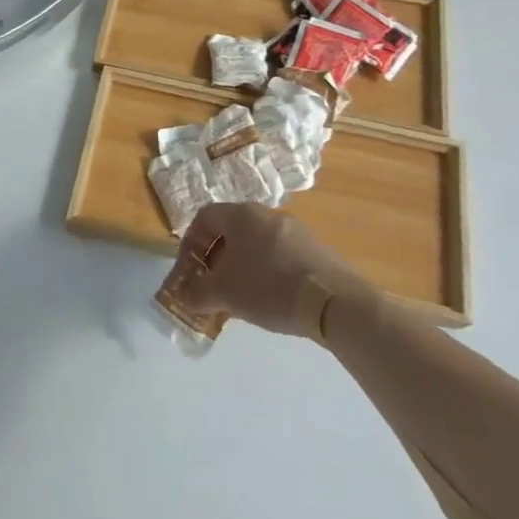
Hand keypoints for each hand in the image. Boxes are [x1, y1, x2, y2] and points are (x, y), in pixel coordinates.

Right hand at [169, 203, 377, 339]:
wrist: (335, 303)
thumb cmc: (269, 288)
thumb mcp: (223, 294)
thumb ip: (195, 293)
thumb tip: (183, 297)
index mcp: (241, 215)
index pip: (203, 218)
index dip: (189, 244)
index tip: (188, 271)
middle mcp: (267, 214)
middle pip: (229, 231)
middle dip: (213, 260)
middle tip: (210, 287)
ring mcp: (295, 231)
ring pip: (254, 245)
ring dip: (239, 268)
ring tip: (237, 299)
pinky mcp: (315, 250)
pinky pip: (277, 256)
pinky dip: (264, 273)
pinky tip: (268, 300)